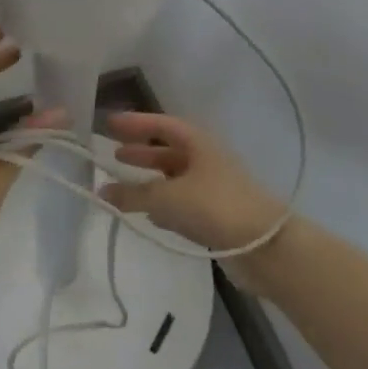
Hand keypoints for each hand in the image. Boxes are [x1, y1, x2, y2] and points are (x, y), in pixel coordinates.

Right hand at [100, 112, 286, 254]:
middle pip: (169, 151)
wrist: (266, 246)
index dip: (136, 123)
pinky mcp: (217, 215)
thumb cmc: (214, 206)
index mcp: (199, 143)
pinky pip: (183, 203)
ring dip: (151, 180)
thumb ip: (133, 194)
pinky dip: (164, 205)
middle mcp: (207, 160)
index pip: (162, 125)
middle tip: (115, 155)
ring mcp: (214, 188)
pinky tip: (148, 215)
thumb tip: (102, 191)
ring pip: (175, 179)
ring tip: (125, 186)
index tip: (110, 124)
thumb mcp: (167, 197)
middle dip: (142, 152)